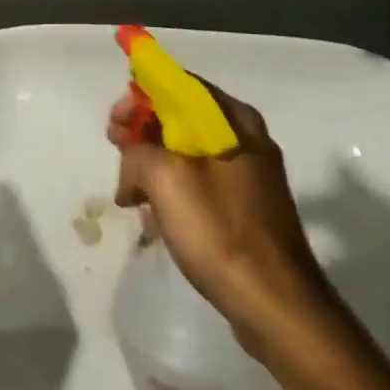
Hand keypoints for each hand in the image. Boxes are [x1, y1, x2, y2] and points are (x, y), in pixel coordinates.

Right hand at [112, 81, 338, 355]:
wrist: (274, 304)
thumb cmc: (220, 231)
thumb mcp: (166, 178)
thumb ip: (138, 150)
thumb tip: (132, 156)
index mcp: (235, 121)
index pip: (181, 85)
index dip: (142, 95)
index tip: (115, 121)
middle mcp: (245, 140)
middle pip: (182, 118)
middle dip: (143, 134)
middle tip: (117, 154)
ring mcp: (248, 177)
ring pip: (187, 154)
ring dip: (153, 168)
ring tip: (132, 197)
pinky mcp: (244, 210)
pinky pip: (198, 186)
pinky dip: (172, 193)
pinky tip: (156, 220)